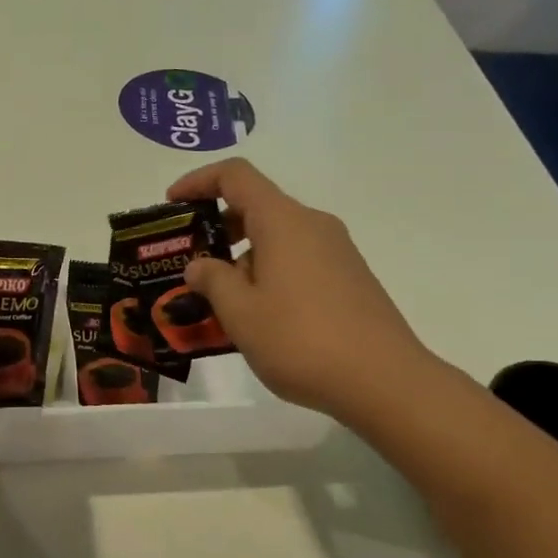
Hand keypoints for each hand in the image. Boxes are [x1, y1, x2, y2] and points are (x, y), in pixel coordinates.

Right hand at [167, 159, 434, 419]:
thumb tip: (200, 265)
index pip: (236, 176)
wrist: (384, 381)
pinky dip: (270, 271)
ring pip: (279, 237)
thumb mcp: (240, 313)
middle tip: (191, 263)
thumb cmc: (301, 340)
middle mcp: (313, 225)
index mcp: (283, 221)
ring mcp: (337, 251)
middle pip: (258, 206)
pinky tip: (260, 316)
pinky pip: (299, 259)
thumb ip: (213, 281)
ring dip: (243, 256)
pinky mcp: (350, 277)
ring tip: (221, 300)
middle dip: (218, 228)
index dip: (198, 181)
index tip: (173, 205)